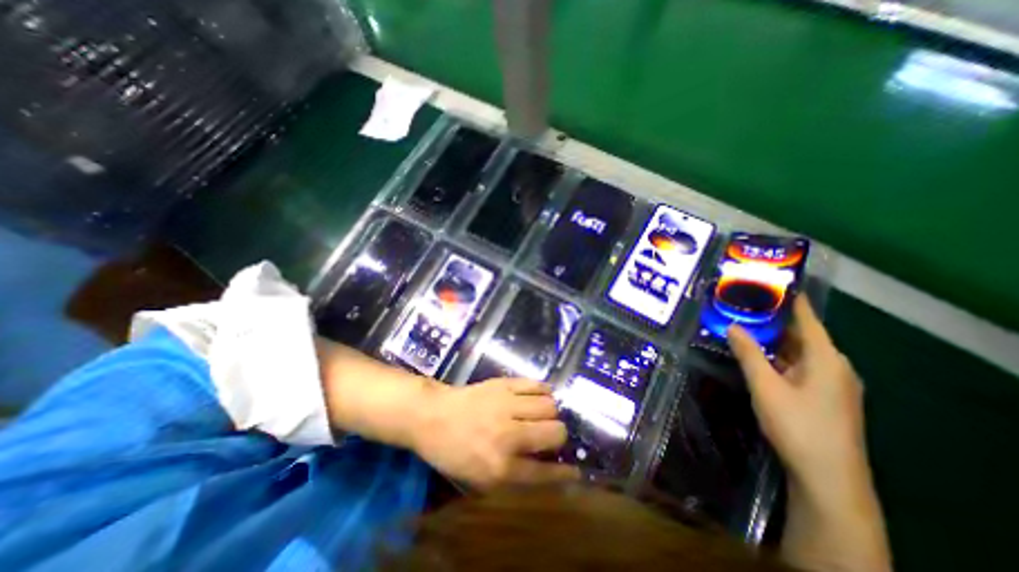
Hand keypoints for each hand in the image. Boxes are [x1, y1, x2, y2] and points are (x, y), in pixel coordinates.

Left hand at [410, 377, 575, 489]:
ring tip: (543, 414)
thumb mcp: (479, 479)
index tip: (575, 472)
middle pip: (555, 432)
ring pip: (550, 405)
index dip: (564, 474)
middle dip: (558, 437)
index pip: (544, 472)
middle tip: (550, 436)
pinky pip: (536, 384)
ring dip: (551, 412)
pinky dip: (543, 391)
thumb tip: (546, 468)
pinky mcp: (503, 384)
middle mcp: (508, 435)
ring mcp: (506, 405)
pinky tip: (539, 396)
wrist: (432, 416)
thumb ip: (514, 477)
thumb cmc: (453, 452)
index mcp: (500, 467)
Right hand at [732, 298, 866, 493]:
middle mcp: (833, 366)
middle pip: (801, 334)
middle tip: (744, 305)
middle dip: (773, 320)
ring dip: (773, 340)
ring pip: (798, 352)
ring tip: (744, 325)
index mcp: (825, 358)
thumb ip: (748, 353)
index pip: (807, 318)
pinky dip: (778, 357)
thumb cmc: (798, 425)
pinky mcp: (824, 397)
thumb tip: (732, 325)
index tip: (769, 282)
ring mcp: (831, 383)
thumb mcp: (766, 386)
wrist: (828, 478)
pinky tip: (757, 356)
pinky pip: (798, 366)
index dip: (790, 299)